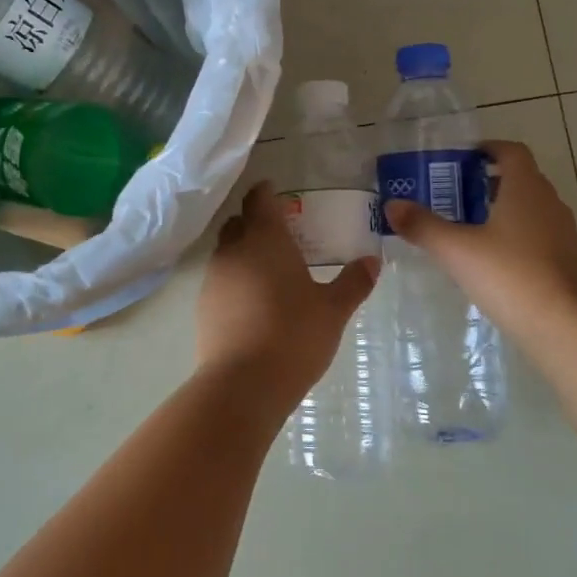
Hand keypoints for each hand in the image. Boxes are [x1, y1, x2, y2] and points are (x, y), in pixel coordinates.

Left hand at [196, 181, 378, 405]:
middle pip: (238, 223)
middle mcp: (234, 250)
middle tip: (280, 234)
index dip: (267, 192)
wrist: (242, 384)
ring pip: (227, 252)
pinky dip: (235, 281)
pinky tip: (253, 303)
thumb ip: (353, 282)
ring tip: (269, 270)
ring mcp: (213, 279)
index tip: (277, 192)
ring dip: (244, 253)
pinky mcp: (203, 307)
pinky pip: (220, 281)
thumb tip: (373, 260)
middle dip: (254, 222)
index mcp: (265, 239)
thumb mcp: (333, 310)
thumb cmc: (293, 336)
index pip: (259, 199)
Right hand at [383, 140, 576, 347]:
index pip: (511, 151)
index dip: (488, 149)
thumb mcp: (457, 250)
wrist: (565, 328)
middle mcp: (548, 202)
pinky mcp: (565, 261)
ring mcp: (561, 233)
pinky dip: (513, 236)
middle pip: (519, 179)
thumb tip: (392, 204)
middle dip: (487, 182)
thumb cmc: (510, 275)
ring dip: (500, 210)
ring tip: (466, 228)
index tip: (462, 159)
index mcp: (525, 188)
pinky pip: (536, 235)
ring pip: (528, 208)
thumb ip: (423, 225)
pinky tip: (489, 260)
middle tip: (452, 195)